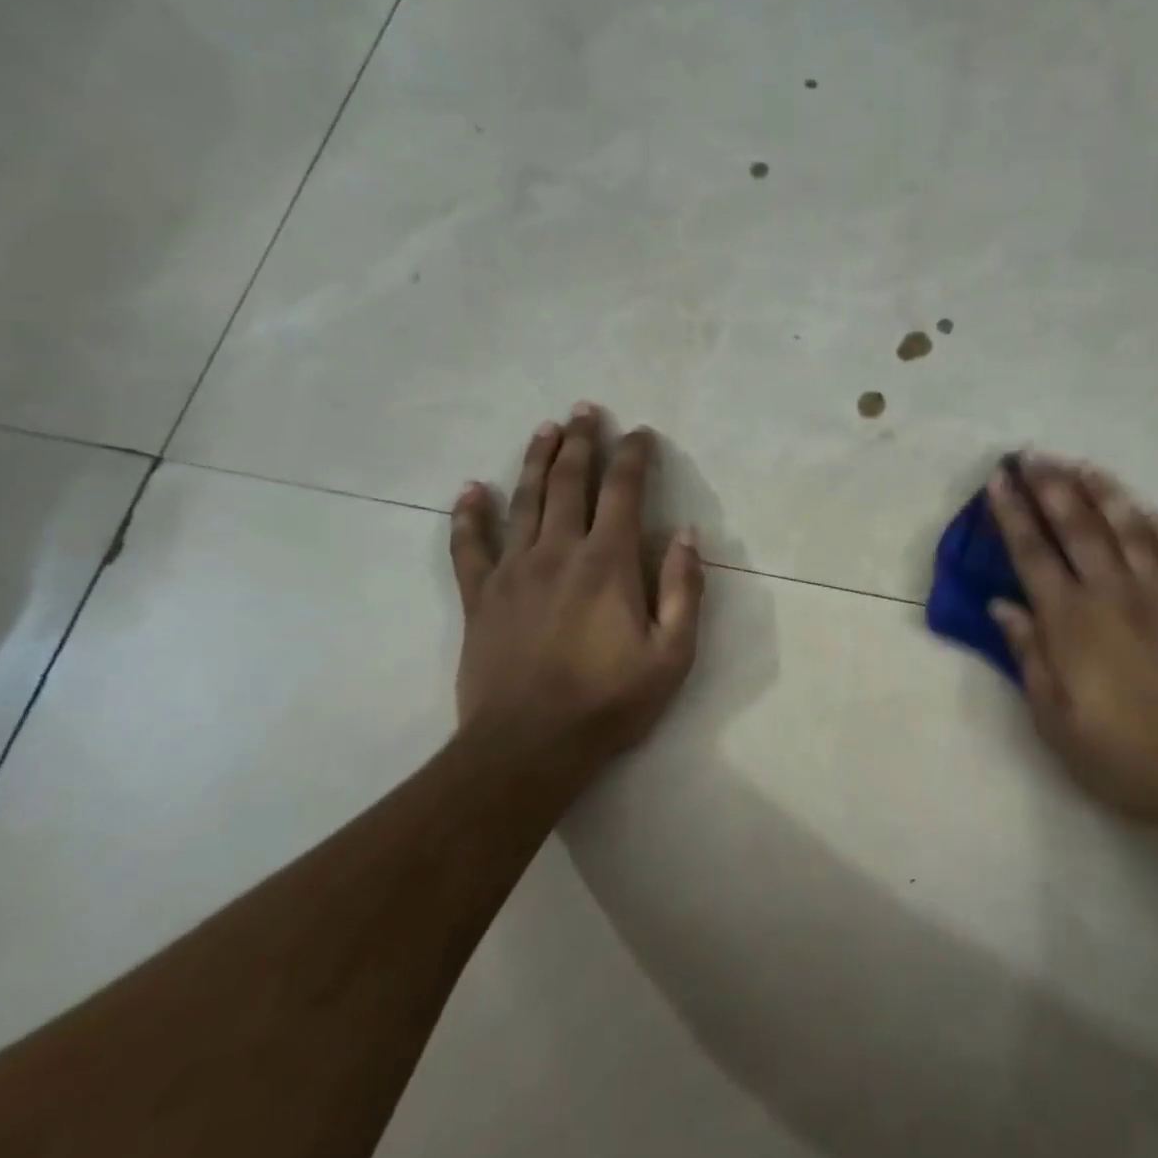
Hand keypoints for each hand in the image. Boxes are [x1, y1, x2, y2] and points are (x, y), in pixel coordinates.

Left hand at [448, 404, 704, 782]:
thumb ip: (684, 590)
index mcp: (608, 563)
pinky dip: (470, 515)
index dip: (634, 457)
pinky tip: (471, 489)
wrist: (527, 747)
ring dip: (536, 461)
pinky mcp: (479, 596)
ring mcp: (513, 571)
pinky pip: (469, 545)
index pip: (624, 492)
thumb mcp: (672, 654)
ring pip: (524, 501)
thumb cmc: (608, 702)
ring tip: (544, 428)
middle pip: (569, 482)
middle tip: (585, 410)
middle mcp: (559, 551)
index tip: (640, 433)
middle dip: (581, 442)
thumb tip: (688, 535)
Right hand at [986, 458, 1157, 846]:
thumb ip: (1028, 655)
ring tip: (1081, 465)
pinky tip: (1148, 510)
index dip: (1012, 513)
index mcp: (1072, 621)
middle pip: (1078, 526)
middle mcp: (1115, 594)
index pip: (1033, 553)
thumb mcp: (1056, 720)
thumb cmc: (1124, 757)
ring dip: (1102, 492)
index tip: (998, 480)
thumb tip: (1002, 605)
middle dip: (1050, 486)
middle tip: (1032, 455)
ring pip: (1129, 528)